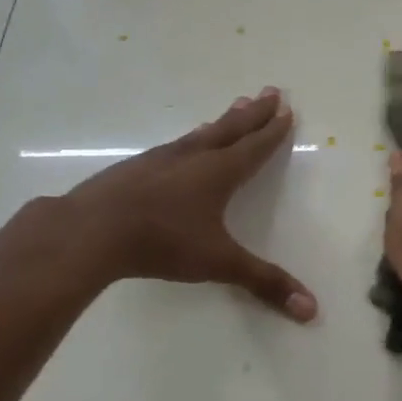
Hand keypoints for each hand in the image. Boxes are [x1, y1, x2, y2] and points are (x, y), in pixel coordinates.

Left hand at [65, 87, 317, 320]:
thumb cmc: (162, 242)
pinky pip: (175, 146)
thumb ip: (264, 282)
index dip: (273, 131)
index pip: (254, 147)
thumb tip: (312, 309)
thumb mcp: (219, 263)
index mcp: (218, 173)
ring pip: (201, 134)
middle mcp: (192, 157)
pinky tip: (184, 144)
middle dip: (254, 113)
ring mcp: (159, 160)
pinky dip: (191, 138)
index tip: (287, 109)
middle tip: (271, 91)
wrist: (90, 231)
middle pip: (230, 129)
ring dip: (222, 121)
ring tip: (236, 106)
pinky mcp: (133, 169)